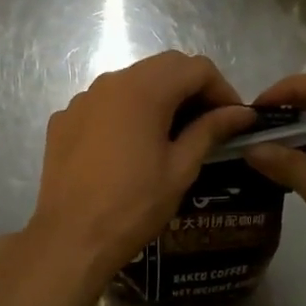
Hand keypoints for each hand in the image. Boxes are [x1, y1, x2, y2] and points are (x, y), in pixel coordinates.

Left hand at [26, 52, 256, 284]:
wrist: (69, 239)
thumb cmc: (133, 205)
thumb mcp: (181, 168)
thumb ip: (210, 130)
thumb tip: (241, 113)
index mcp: (145, 89)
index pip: (196, 67)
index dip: (222, 89)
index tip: (234, 119)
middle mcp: (111, 82)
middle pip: (164, 66)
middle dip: (193, 88)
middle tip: (209, 123)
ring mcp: (83, 98)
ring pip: (133, 81)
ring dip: (160, 97)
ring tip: (173, 134)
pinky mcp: (65, 119)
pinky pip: (105, 102)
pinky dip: (128, 112)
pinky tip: (131, 146)